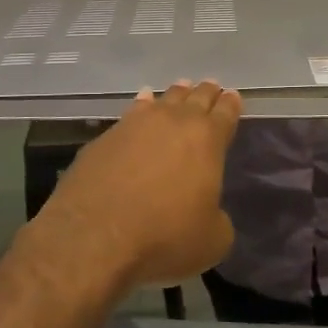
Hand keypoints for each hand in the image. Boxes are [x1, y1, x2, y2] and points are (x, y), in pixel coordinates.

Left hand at [38, 80, 242, 293]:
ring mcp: (135, 125)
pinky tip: (141, 105)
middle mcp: (173, 122)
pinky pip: (131, 113)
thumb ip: (218, 219)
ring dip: (174, 95)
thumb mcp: (212, 241)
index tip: (233, 96)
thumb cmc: (164, 237)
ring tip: (180, 89)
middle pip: (195, 98)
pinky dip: (141, 107)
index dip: (231, 104)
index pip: (225, 113)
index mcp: (207, 140)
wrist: (94, 237)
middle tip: (211, 87)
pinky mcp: (104, 138)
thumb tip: (209, 212)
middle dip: (205, 93)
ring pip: (162, 100)